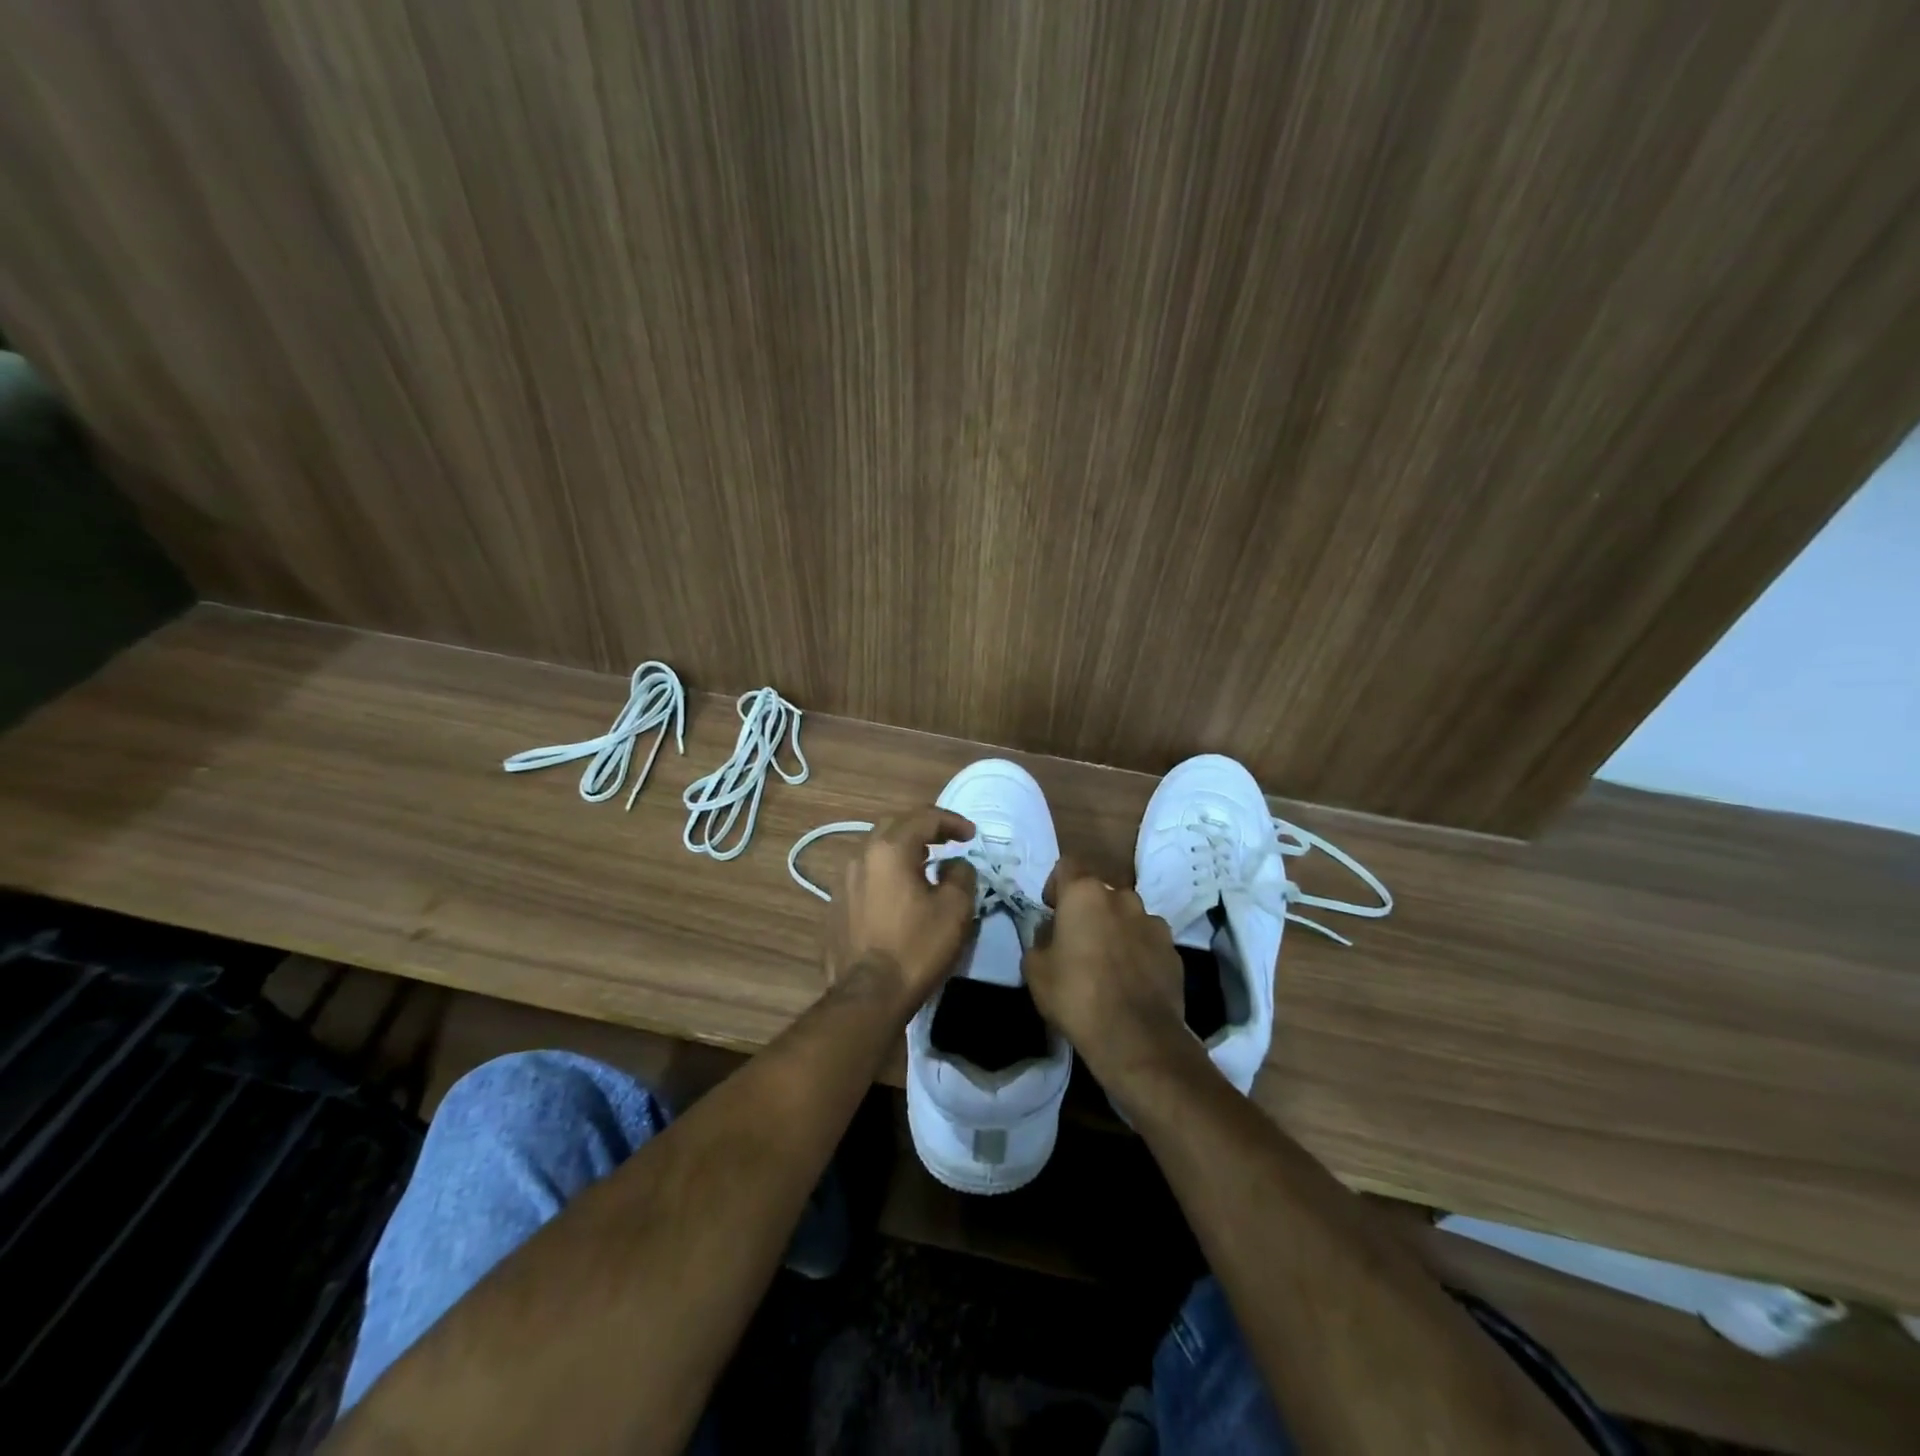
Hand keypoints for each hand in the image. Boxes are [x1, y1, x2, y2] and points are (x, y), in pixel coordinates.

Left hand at [827, 806, 977, 1013]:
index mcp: (889, 850)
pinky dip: (887, 872)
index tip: (972, 835)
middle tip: (948, 841)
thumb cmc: (916, 948)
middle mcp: (861, 856)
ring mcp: (843, 881)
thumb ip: (961, 875)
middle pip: (895, 826)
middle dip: (924, 827)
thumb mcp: (955, 909)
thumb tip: (954, 865)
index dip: (952, 821)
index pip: (924, 818)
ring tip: (926, 864)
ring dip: (903, 849)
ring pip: (876, 849)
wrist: (867, 995)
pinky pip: (866, 875)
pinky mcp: (836, 905)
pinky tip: (900, 892)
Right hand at [1024, 858, 1198, 1104]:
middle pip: (1099, 893)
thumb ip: (1040, 939)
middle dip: (1088, 911)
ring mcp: (1153, 922)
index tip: (1052, 911)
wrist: (1135, 1037)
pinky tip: (1130, 981)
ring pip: (1127, 916)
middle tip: (1077, 942)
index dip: (1056, 886)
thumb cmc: (1076, 995)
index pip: (1066, 867)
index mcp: (1085, 894)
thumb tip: (1051, 933)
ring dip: (1116, 930)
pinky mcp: (1174, 950)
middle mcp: (1122, 897)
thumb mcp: (1035, 969)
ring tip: (1107, 964)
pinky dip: (1138, 952)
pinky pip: (1148, 941)